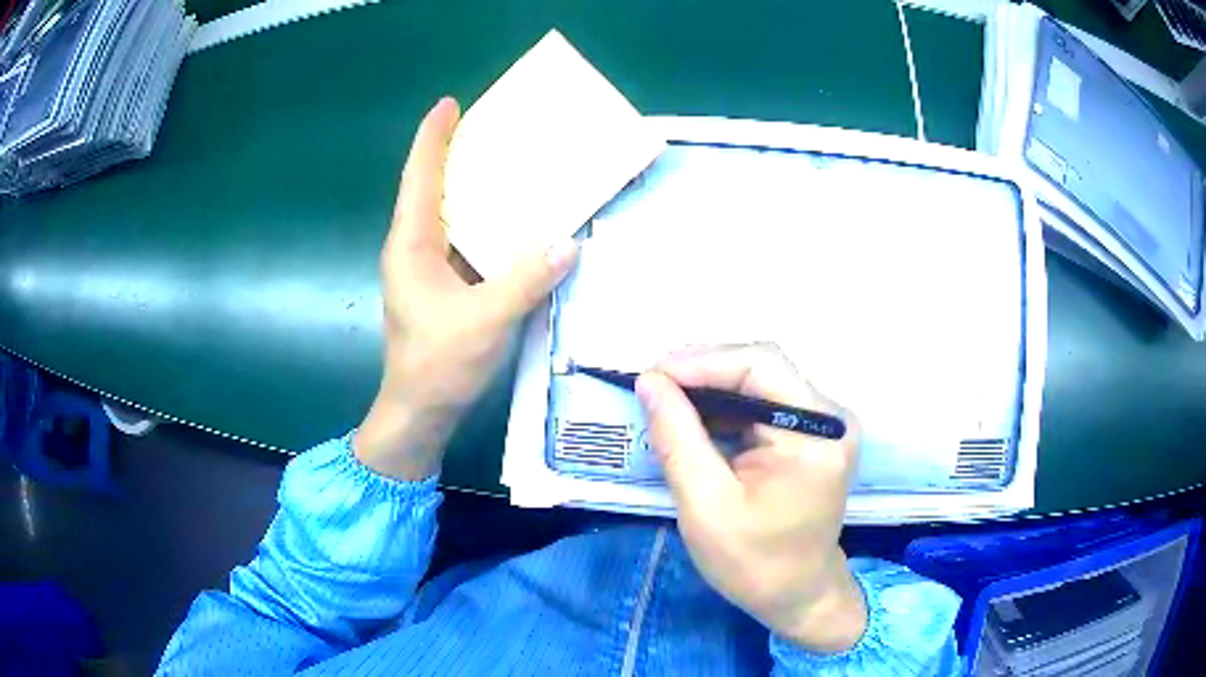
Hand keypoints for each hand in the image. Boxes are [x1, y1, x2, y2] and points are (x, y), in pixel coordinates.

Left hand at [354, 98, 579, 479]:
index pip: (419, 178)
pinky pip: (462, 243)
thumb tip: (569, 243)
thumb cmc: (438, 365)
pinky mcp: (440, 287)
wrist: (419, 412)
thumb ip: (526, 280)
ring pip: (447, 216)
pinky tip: (512, 222)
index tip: (449, 104)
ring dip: (471, 189)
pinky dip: (483, 225)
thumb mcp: (485, 321)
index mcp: (411, 245)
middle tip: (491, 127)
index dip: (432, 138)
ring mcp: (425, 269)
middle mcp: (413, 249)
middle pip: (430, 189)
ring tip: (506, 165)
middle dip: (455, 154)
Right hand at [635, 344, 865, 653]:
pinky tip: (695, 417)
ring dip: (712, 386)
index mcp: (815, 434)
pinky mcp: (812, 433)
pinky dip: (726, 406)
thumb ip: (678, 439)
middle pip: (762, 367)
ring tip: (666, 400)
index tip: (651, 377)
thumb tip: (650, 382)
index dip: (702, 362)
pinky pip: (765, 402)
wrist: (797, 594)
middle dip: (703, 371)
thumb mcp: (706, 505)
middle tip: (653, 386)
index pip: (760, 366)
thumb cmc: (753, 563)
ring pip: (761, 380)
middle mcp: (829, 417)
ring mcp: (824, 424)